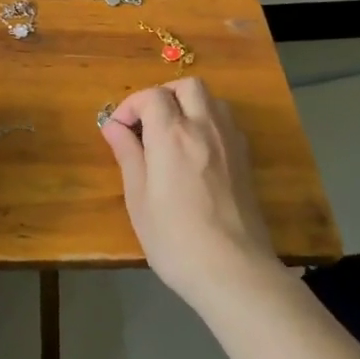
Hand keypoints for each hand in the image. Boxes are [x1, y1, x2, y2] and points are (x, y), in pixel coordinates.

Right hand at [100, 76, 281, 309]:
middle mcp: (204, 127)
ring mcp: (230, 142)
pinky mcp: (246, 160)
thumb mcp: (139, 199)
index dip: (130, 106)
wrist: (234, 272)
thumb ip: (128, 155)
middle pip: (187, 86)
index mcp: (172, 134)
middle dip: (164, 95)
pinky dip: (209, 123)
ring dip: (189, 105)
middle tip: (147, 122)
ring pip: (212, 100)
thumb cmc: (176, 239)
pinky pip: (227, 122)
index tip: (118, 130)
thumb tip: (113, 127)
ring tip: (173, 133)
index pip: (151, 96)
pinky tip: (198, 152)